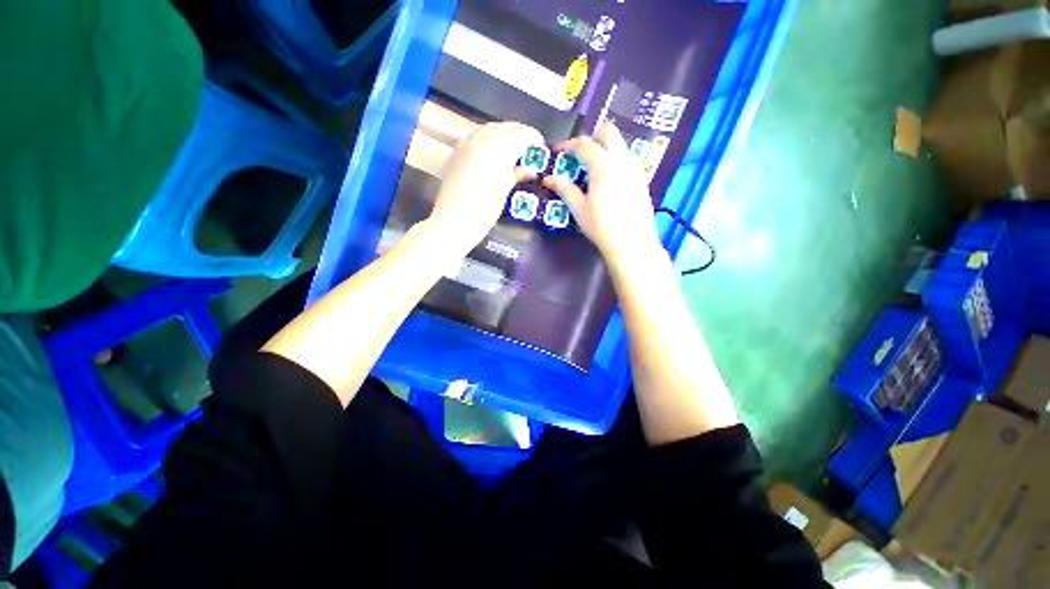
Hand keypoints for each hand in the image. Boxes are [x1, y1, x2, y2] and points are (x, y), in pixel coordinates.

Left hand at [427, 122, 544, 255]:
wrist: (454, 221)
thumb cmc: (483, 210)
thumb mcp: (504, 192)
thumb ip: (516, 175)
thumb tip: (529, 170)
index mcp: (500, 150)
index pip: (521, 134)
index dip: (533, 137)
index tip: (539, 143)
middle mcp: (483, 140)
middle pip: (505, 127)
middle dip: (519, 132)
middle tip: (527, 144)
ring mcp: (467, 144)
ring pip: (489, 127)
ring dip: (502, 132)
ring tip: (511, 144)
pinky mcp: (456, 151)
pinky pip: (475, 134)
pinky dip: (486, 136)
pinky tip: (489, 147)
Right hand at [542, 122, 662, 270]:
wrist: (631, 243)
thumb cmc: (601, 226)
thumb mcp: (579, 208)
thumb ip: (565, 189)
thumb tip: (549, 178)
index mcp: (603, 165)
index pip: (584, 144)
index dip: (568, 145)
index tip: (559, 152)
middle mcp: (622, 160)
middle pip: (608, 132)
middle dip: (591, 138)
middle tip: (579, 155)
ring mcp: (635, 169)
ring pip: (620, 145)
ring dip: (604, 148)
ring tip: (592, 169)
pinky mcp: (642, 180)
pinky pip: (627, 159)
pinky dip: (615, 160)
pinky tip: (608, 181)